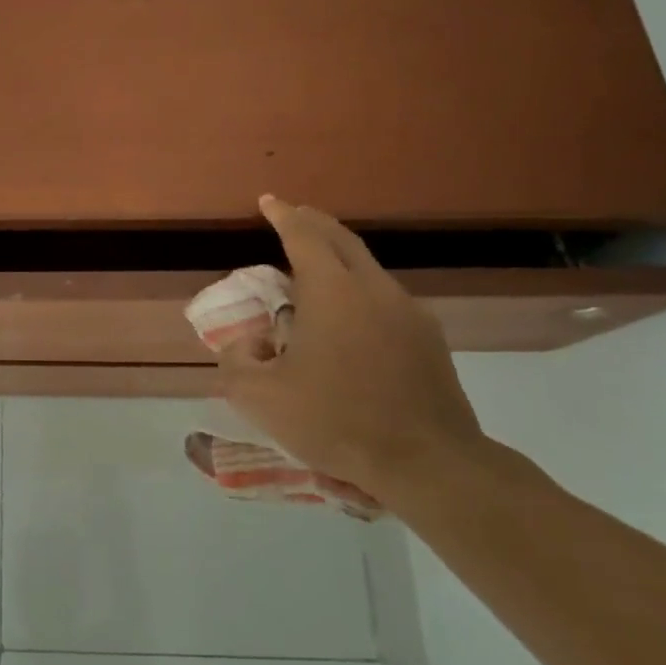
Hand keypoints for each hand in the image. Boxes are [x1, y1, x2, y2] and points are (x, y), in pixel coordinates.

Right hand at [219, 196, 486, 503]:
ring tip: (314, 271)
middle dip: (313, 222)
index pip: (304, 235)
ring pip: (367, 267)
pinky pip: (385, 297)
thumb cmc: (336, 421)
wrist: (428, 462)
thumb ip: (236, 362)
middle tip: (291, 217)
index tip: (268, 201)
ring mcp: (408, 312)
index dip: (282, 215)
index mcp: (332, 291)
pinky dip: (359, 289)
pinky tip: (350, 318)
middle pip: (341, 239)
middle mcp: (373, 289)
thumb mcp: (260, 398)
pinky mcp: (429, 339)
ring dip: (338, 258)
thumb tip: (244, 344)